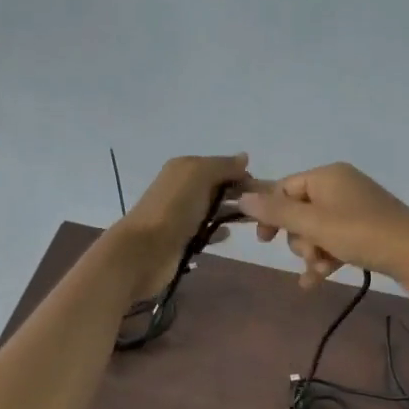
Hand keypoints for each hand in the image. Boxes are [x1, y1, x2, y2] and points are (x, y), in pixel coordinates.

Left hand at [107, 152, 250, 298]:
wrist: (144, 250)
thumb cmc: (174, 208)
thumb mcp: (199, 175)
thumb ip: (223, 166)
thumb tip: (244, 158)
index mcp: (185, 168)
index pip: (221, 167)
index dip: (242, 176)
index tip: (263, 191)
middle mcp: (182, 188)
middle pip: (218, 188)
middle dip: (240, 195)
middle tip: (263, 209)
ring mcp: (181, 215)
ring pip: (212, 209)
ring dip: (231, 213)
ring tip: (254, 222)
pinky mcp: (181, 239)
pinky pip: (205, 231)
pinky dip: (217, 231)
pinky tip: (228, 235)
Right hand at [237, 162, 408, 293]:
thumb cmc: (362, 234)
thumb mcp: (314, 224)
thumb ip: (276, 212)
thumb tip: (241, 197)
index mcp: (327, 176)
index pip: (284, 188)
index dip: (271, 214)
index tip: (263, 241)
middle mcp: (341, 186)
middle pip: (300, 211)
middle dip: (299, 238)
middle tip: (310, 254)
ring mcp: (356, 209)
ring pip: (316, 230)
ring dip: (312, 253)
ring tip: (321, 270)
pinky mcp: (368, 231)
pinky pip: (335, 241)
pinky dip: (326, 258)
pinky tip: (317, 282)